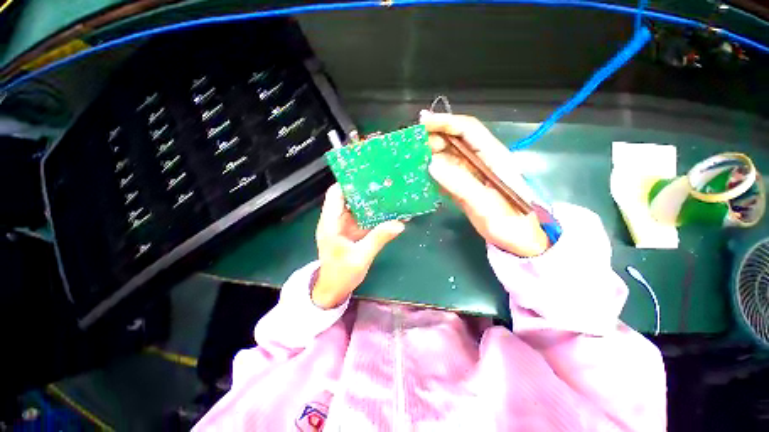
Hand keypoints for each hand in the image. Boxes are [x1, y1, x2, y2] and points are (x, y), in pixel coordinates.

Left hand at [312, 184, 404, 308]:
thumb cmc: (341, 275)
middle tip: (384, 183)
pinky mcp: (352, 232)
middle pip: (349, 198)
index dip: (349, 183)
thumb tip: (399, 224)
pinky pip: (364, 219)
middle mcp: (336, 220)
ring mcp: (345, 226)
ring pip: (358, 207)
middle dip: (365, 190)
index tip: (368, 176)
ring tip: (389, 193)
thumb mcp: (360, 257)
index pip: (335, 194)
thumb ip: (378, 239)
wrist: (333, 290)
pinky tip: (388, 212)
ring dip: (372, 202)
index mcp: (331, 223)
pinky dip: (375, 215)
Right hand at [420, 111, 549, 256]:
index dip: (445, 122)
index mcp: (493, 156)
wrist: (516, 242)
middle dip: (433, 138)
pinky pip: (445, 173)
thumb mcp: (486, 204)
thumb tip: (432, 163)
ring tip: (411, 159)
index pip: (468, 129)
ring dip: (430, 155)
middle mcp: (481, 160)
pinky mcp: (464, 186)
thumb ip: (460, 183)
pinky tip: (420, 175)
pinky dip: (432, 172)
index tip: (422, 122)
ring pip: (448, 156)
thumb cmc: (509, 223)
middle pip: (455, 141)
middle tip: (412, 146)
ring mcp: (471, 173)